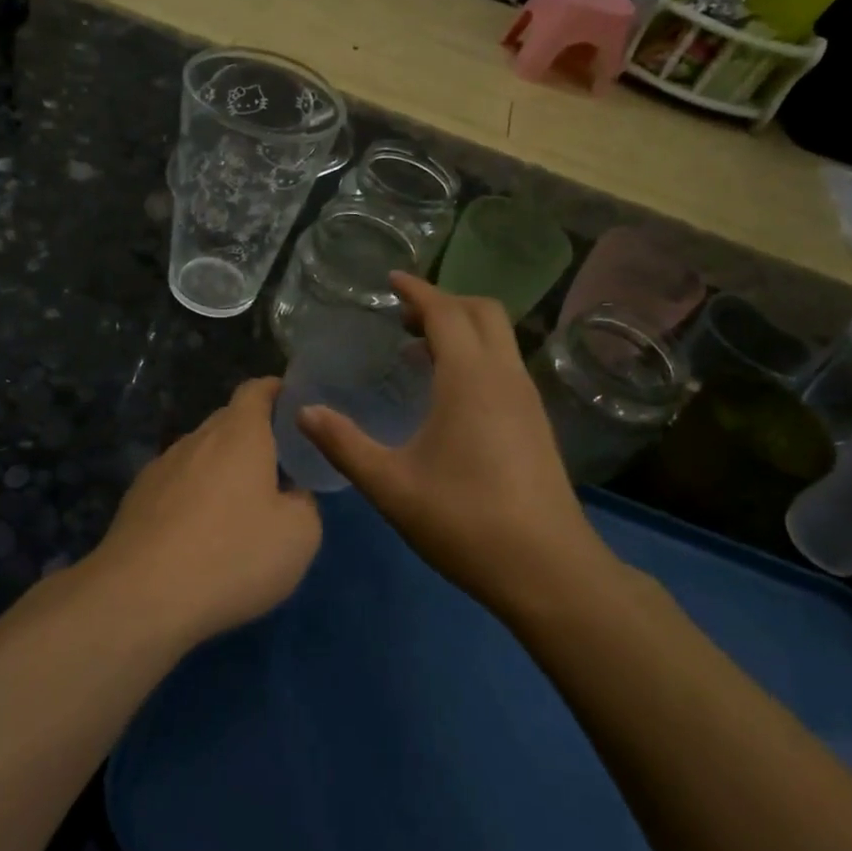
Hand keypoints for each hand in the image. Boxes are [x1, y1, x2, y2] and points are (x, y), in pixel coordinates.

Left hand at [91, 377, 320, 644]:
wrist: (140, 597)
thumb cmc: (232, 555)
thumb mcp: (299, 536)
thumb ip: (304, 503)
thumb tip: (291, 495)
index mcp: (239, 434)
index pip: (256, 390)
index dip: (277, 392)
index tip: (294, 406)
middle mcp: (197, 439)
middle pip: (227, 422)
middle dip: (252, 436)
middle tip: (277, 467)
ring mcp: (160, 467)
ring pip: (199, 455)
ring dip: (221, 470)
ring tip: (238, 506)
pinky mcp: (136, 500)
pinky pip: (176, 485)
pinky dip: (193, 497)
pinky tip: (199, 534)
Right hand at [296, 274, 616, 617]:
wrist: (547, 570)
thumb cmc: (464, 521)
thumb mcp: (391, 485)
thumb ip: (344, 444)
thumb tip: (303, 411)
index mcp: (470, 379)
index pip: (446, 312)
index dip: (417, 291)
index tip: (391, 280)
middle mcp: (505, 377)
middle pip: (482, 312)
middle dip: (444, 302)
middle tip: (403, 318)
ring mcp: (527, 399)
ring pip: (499, 338)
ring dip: (462, 329)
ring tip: (419, 350)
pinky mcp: (536, 422)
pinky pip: (505, 365)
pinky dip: (476, 356)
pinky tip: (448, 393)